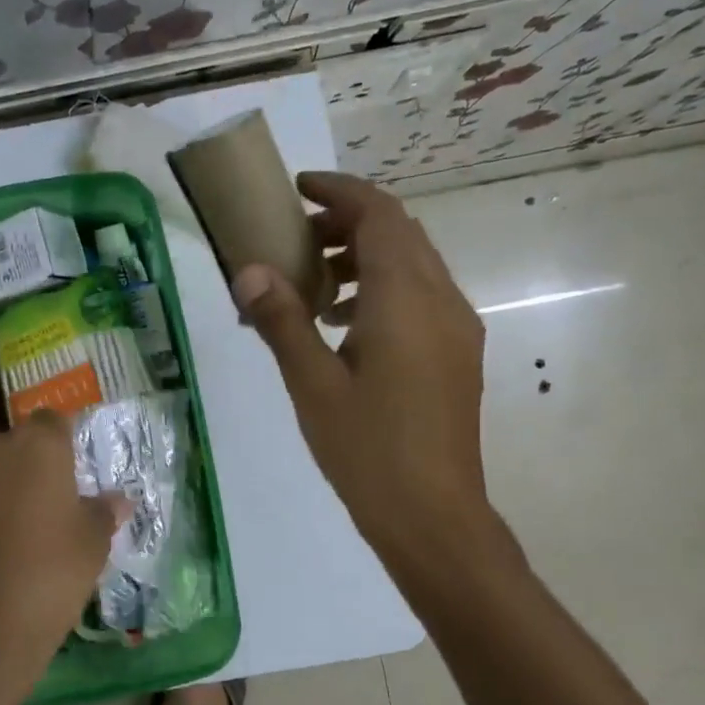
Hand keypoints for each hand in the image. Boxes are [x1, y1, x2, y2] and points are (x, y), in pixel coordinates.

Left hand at [0, 412, 123, 704]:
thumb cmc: (49, 575)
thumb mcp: (93, 544)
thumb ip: (104, 511)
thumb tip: (118, 500)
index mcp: (38, 444)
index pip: (54, 421)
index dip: (65, 443)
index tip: (76, 471)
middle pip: (18, 443)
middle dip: (32, 464)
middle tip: (52, 504)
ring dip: (3, 485)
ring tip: (20, 528)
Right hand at [233, 171, 506, 589]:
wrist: (433, 517)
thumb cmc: (367, 450)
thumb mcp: (312, 384)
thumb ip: (281, 320)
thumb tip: (248, 271)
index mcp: (407, 300)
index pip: (379, 215)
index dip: (339, 190)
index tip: (297, 188)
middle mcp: (442, 301)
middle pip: (399, 233)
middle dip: (347, 221)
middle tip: (295, 238)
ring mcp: (456, 328)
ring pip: (413, 264)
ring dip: (364, 256)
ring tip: (312, 284)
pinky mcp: (456, 354)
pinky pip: (420, 296)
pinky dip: (380, 288)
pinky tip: (343, 325)